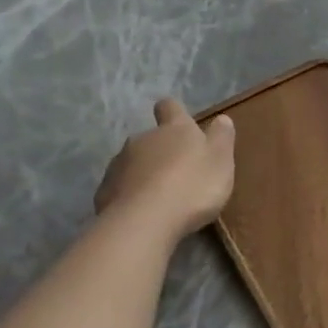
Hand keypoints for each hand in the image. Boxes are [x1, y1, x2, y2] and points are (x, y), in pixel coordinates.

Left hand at [96, 99, 236, 241]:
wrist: (145, 220)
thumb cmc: (192, 186)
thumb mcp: (221, 161)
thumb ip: (222, 138)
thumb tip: (221, 118)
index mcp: (174, 129)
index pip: (170, 107)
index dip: (175, 113)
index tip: (182, 125)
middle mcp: (142, 139)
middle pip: (151, 138)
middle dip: (162, 152)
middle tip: (180, 175)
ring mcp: (119, 164)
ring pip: (134, 163)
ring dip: (146, 174)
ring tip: (161, 198)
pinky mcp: (105, 190)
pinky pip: (121, 188)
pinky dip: (132, 196)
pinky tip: (143, 214)